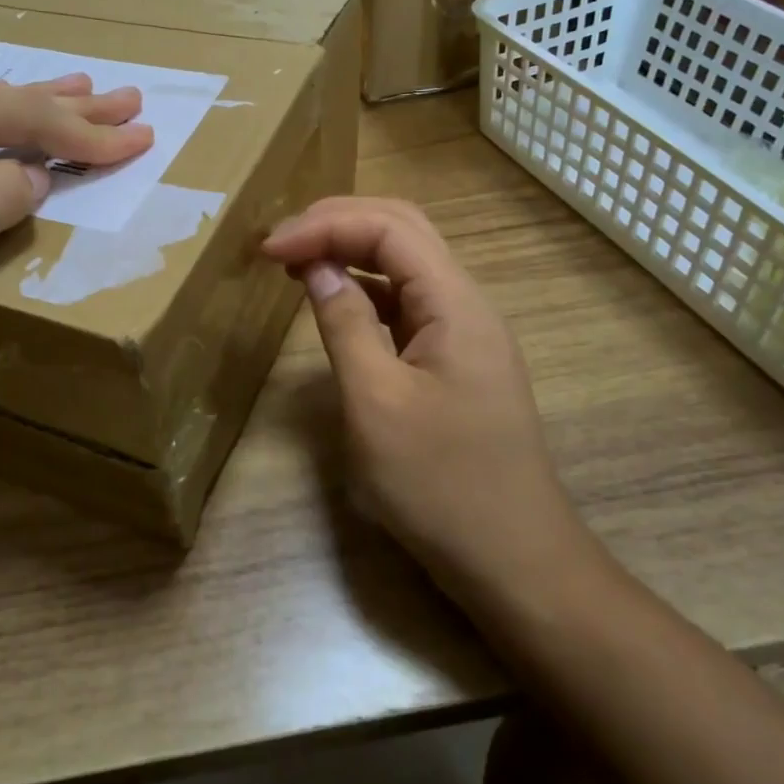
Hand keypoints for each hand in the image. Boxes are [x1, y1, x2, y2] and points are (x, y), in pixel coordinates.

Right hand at [263, 197, 591, 589]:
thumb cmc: (442, 486)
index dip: (324, 225)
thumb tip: (315, 268)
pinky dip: (363, 288)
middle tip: (279, 241)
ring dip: (350, 249)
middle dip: (337, 222)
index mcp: (455, 303)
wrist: (515, 562)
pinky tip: (333, 299)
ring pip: (405, 263)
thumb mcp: (377, 403)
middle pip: (402, 231)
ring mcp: (462, 332)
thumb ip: (344, 325)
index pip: (389, 228)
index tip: (268, 248)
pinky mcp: (452, 360)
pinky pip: (405, 303)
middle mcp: (465, 303)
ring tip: (295, 260)